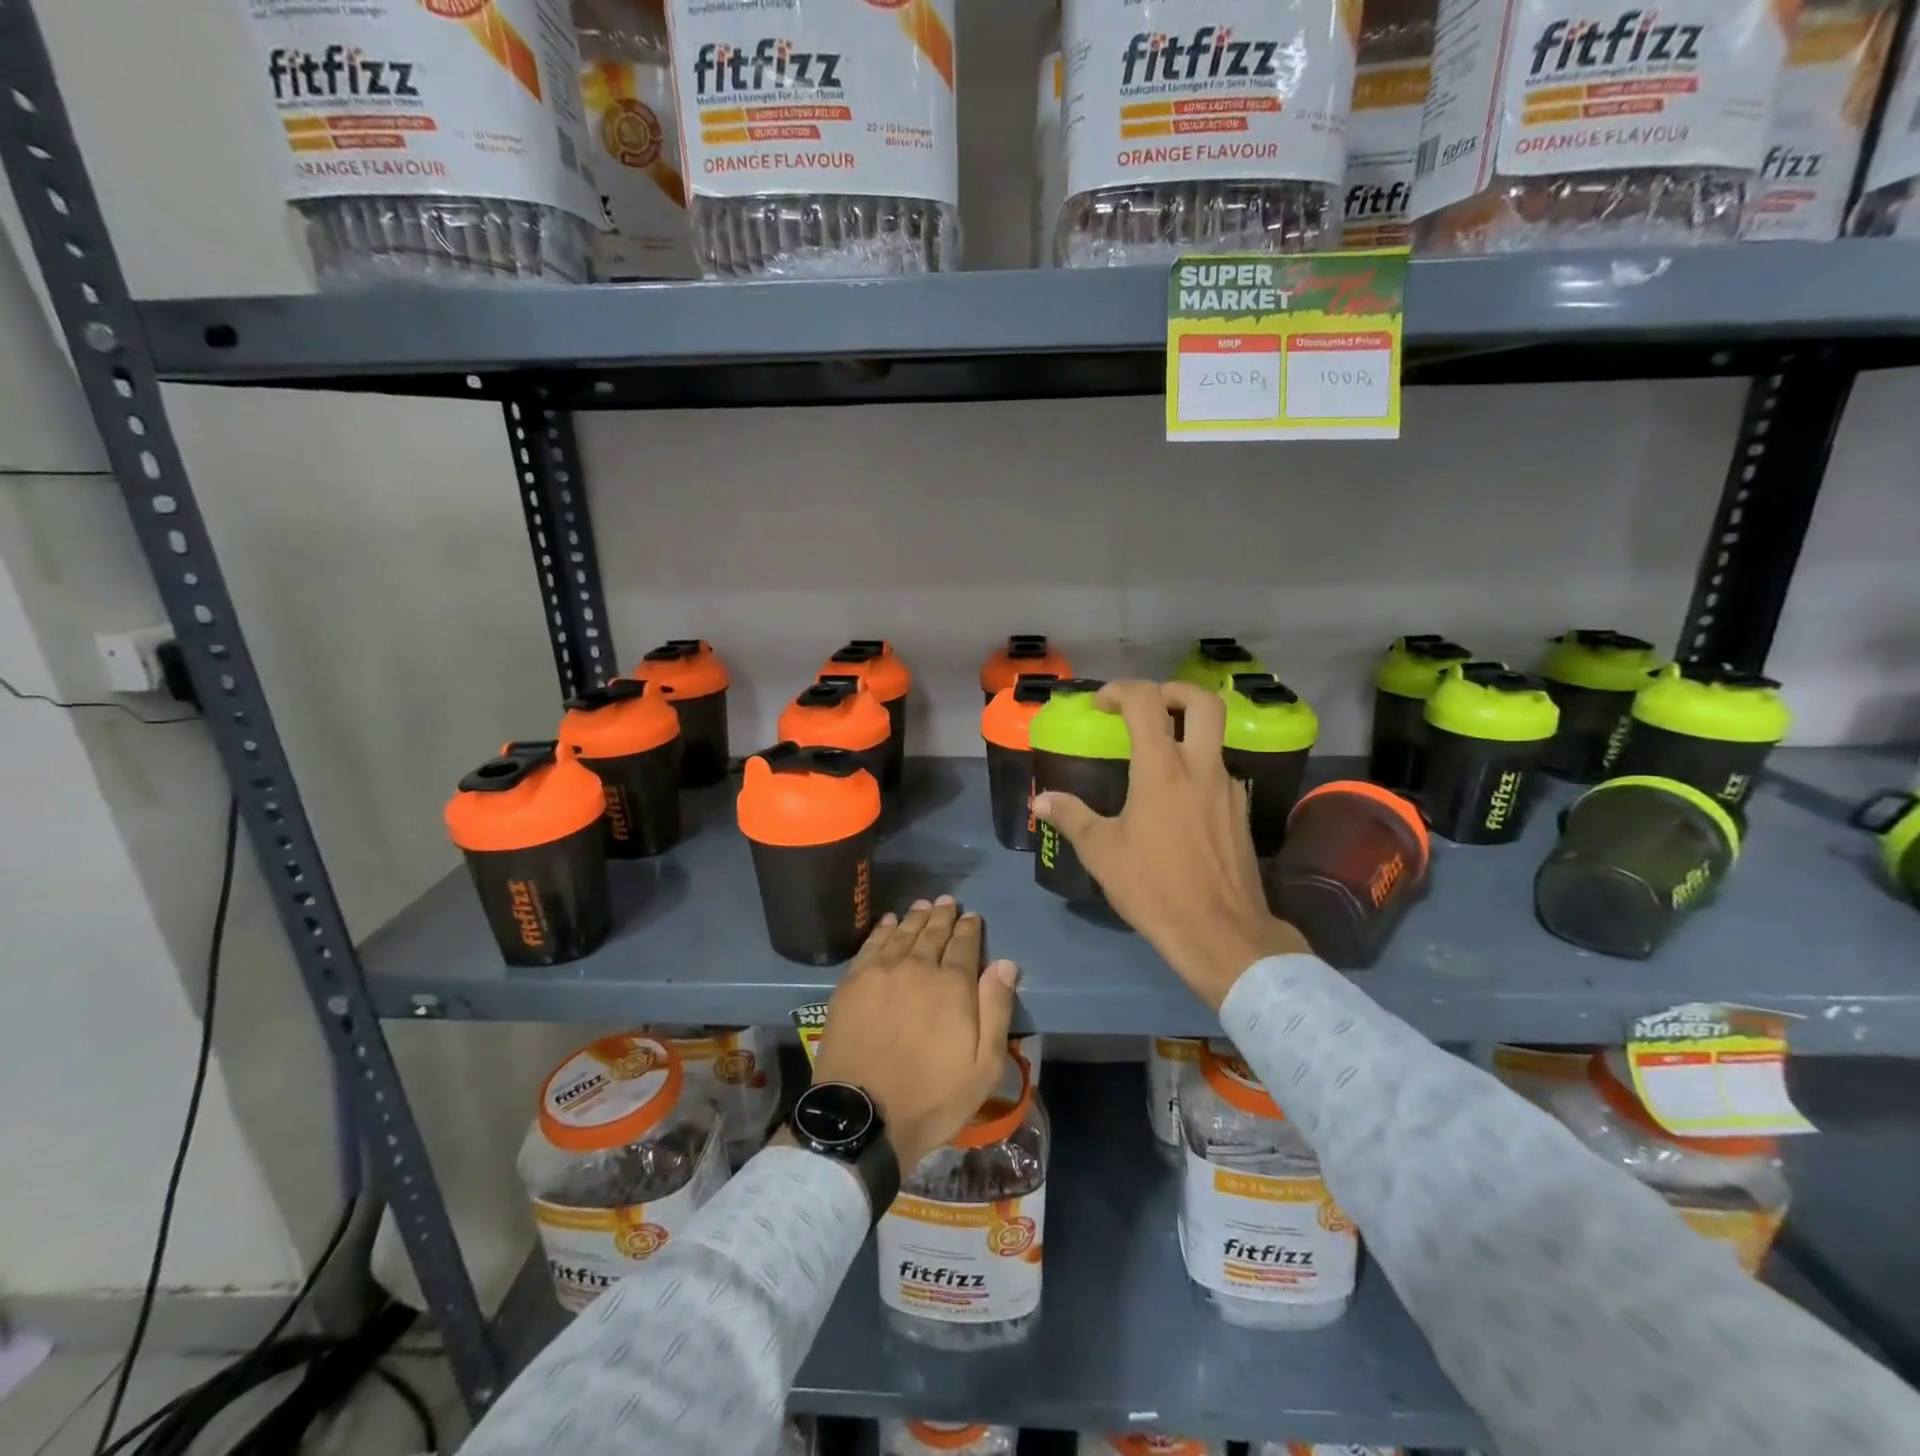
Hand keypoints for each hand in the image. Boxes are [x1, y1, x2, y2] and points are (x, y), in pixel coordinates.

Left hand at [810, 897, 1019, 1170]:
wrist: (863, 1116)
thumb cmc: (932, 1096)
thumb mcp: (983, 1065)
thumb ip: (995, 1009)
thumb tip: (1004, 963)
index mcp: (952, 985)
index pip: (964, 945)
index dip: (970, 929)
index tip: (973, 917)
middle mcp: (917, 967)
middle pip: (933, 933)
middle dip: (943, 916)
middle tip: (948, 902)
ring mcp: (881, 972)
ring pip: (902, 933)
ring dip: (915, 917)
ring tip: (923, 904)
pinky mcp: (852, 983)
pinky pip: (871, 945)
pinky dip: (882, 930)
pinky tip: (888, 922)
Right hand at [1033, 680, 1306, 1008]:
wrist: (1221, 933)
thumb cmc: (1154, 888)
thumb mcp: (1102, 853)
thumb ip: (1072, 817)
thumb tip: (1042, 801)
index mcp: (1162, 769)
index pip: (1146, 702)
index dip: (1120, 691)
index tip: (1101, 705)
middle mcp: (1200, 767)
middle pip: (1202, 701)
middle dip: (1171, 691)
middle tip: (1146, 707)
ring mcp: (1227, 787)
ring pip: (1215, 736)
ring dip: (1186, 731)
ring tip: (1156, 756)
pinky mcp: (1241, 811)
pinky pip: (1219, 771)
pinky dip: (1197, 767)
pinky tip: (1177, 800)